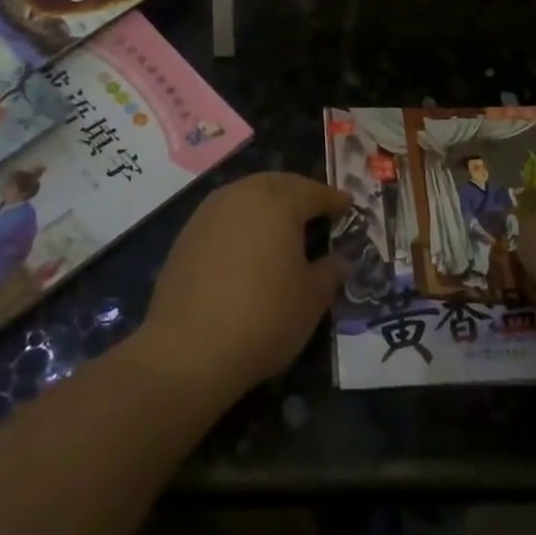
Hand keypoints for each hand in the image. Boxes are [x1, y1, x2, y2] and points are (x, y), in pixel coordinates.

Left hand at [137, 173, 350, 394]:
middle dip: (300, 195)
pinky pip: (225, 217)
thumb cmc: (264, 317)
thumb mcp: (312, 299)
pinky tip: (248, 248)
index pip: (315, 192)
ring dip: (268, 206)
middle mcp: (243, 194)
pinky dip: (243, 224)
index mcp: (279, 201)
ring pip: (248, 196)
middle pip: (279, 184)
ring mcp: (209, 212)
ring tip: (283, 229)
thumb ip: (330, 271)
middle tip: (317, 213)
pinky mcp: (186, 235)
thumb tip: (338, 260)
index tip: (348, 208)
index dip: (335, 201)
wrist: (187, 350)